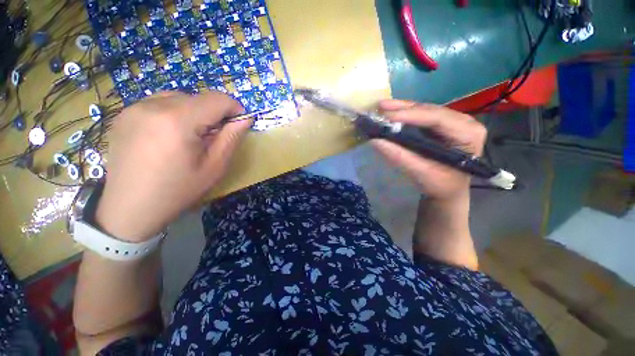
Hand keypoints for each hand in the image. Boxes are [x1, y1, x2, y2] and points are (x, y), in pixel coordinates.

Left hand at [96, 91, 250, 241]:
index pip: (217, 99)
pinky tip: (169, 136)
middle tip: (212, 138)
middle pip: (198, 98)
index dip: (234, 109)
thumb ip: (231, 138)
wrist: (130, 209)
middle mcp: (152, 106)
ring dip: (193, 113)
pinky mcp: (123, 114)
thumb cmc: (178, 191)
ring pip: (179, 98)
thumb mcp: (215, 167)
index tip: (238, 125)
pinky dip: (173, 114)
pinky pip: (159, 104)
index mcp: (177, 121)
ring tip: (190, 137)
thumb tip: (245, 119)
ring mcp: (133, 108)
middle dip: (213, 114)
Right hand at [371, 100, 486, 202]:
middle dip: (403, 109)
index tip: (387, 116)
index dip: (411, 115)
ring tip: (382, 106)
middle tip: (380, 107)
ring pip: (424, 110)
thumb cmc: (440, 185)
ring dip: (402, 109)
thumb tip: (375, 141)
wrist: (448, 190)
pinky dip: (404, 114)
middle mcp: (463, 122)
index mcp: (468, 134)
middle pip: (430, 111)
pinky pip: (421, 116)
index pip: (437, 118)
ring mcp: (452, 121)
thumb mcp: (421, 173)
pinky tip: (391, 112)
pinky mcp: (441, 125)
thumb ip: (399, 156)